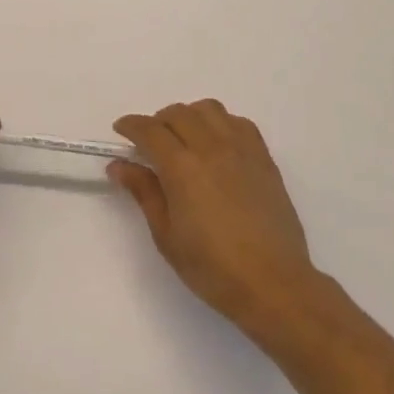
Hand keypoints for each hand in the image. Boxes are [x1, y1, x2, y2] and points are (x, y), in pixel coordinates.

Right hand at [110, 101, 320, 332]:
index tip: (121, 130)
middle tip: (150, 143)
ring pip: (209, 109)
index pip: (149, 130)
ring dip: (189, 116)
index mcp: (182, 167)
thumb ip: (144, 192)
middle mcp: (211, 147)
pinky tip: (217, 144)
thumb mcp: (167, 236)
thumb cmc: (213, 268)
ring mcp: (241, 149)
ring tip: (184, 139)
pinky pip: (238, 122)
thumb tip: (119, 166)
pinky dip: (221, 123)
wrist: (274, 284)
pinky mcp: (263, 157)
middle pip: (178, 113)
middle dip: (157, 121)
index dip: (131, 126)